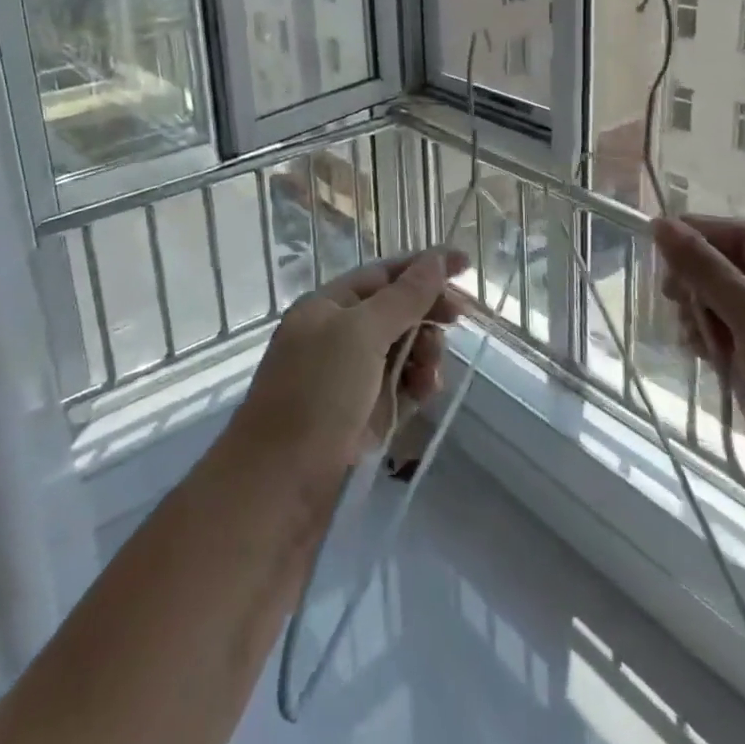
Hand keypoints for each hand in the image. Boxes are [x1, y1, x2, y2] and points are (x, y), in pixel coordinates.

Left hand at [227, 250, 468, 486]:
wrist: (279, 485)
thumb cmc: (316, 394)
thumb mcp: (361, 334)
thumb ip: (403, 297)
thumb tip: (436, 258)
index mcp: (328, 306)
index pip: (383, 274)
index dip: (423, 266)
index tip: (465, 264)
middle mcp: (337, 336)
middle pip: (395, 311)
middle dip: (426, 312)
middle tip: (457, 320)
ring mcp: (350, 378)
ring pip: (402, 350)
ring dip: (425, 352)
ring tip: (430, 372)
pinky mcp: (363, 415)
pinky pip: (400, 387)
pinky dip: (416, 385)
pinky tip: (425, 393)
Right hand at [652, 215, 744, 542]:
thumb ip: (705, 269)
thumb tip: (660, 223)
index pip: (741, 236)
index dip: (699, 233)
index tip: (657, 243)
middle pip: (728, 269)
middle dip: (695, 277)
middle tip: (671, 296)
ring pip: (721, 306)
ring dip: (697, 310)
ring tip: (690, 333)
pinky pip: (723, 341)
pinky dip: (705, 339)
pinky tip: (695, 350)